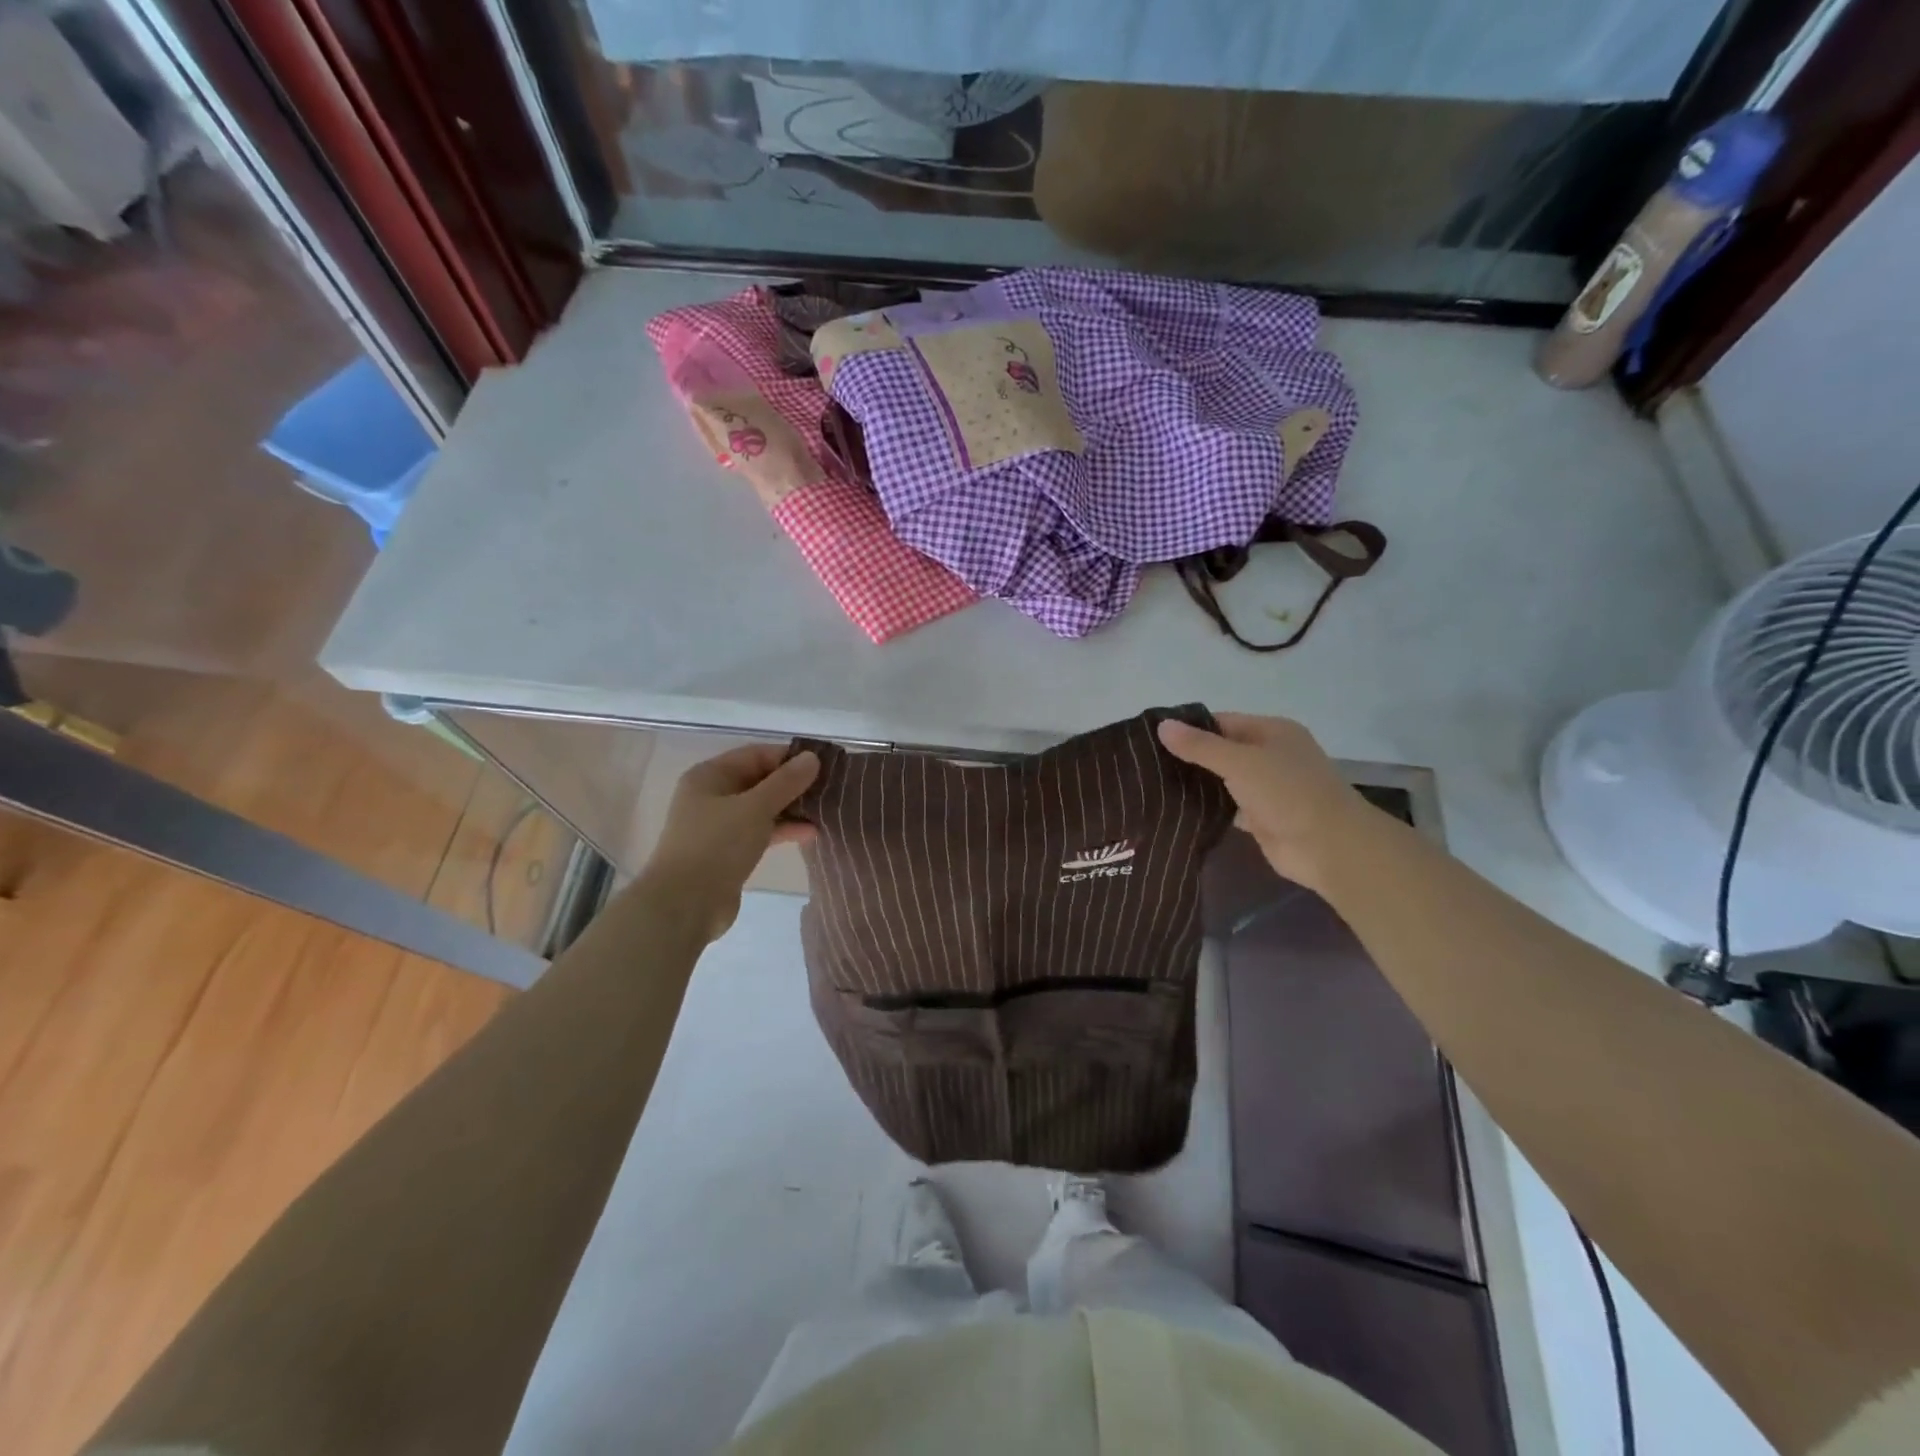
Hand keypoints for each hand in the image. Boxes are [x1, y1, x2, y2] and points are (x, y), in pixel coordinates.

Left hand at [642, 745, 818, 940]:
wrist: (685, 904)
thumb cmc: (717, 845)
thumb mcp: (756, 807)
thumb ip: (786, 782)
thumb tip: (812, 757)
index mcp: (710, 775)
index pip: (756, 755)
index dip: (789, 757)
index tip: (823, 765)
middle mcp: (712, 795)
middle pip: (759, 780)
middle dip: (792, 784)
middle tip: (829, 788)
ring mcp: (719, 825)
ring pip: (761, 808)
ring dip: (791, 808)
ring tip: (825, 810)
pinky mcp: (728, 851)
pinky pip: (760, 831)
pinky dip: (782, 830)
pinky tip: (810, 833)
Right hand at [1157, 714, 1362, 892]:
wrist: (1329, 847)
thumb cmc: (1287, 792)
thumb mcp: (1240, 762)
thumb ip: (1200, 746)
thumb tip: (1161, 725)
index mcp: (1272, 731)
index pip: (1222, 722)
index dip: (1189, 728)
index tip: (1151, 737)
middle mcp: (1270, 755)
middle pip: (1221, 751)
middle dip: (1189, 757)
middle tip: (1146, 763)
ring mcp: (1267, 788)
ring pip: (1223, 780)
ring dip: (1197, 784)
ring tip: (1152, 785)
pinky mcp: (1261, 817)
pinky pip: (1228, 807)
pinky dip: (1208, 808)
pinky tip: (1176, 809)